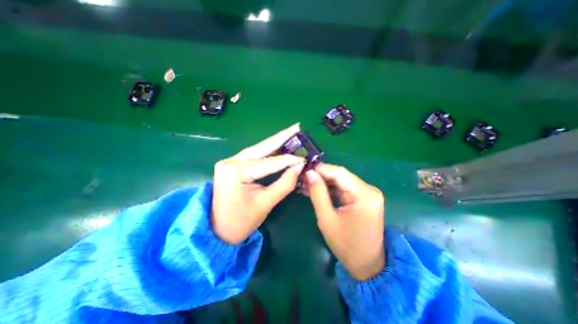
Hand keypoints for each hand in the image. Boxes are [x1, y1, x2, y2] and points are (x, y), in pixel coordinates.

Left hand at [210, 125, 303, 245]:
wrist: (218, 230)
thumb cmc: (240, 221)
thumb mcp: (265, 203)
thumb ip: (284, 184)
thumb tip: (299, 167)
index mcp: (236, 171)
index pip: (269, 162)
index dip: (289, 160)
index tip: (304, 159)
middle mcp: (231, 161)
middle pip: (262, 147)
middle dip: (281, 137)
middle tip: (297, 127)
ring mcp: (231, 161)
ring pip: (258, 149)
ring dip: (276, 142)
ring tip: (291, 133)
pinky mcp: (234, 165)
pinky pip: (255, 155)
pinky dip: (269, 151)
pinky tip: (280, 146)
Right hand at [304, 163, 385, 281]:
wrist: (367, 265)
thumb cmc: (346, 245)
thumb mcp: (327, 219)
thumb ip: (318, 193)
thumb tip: (309, 173)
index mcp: (364, 194)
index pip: (339, 173)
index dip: (320, 169)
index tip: (304, 169)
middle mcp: (369, 190)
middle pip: (341, 175)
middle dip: (321, 175)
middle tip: (303, 177)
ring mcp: (368, 193)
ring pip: (341, 181)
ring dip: (324, 182)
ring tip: (307, 183)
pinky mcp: (364, 198)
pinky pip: (344, 188)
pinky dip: (331, 189)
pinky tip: (318, 190)